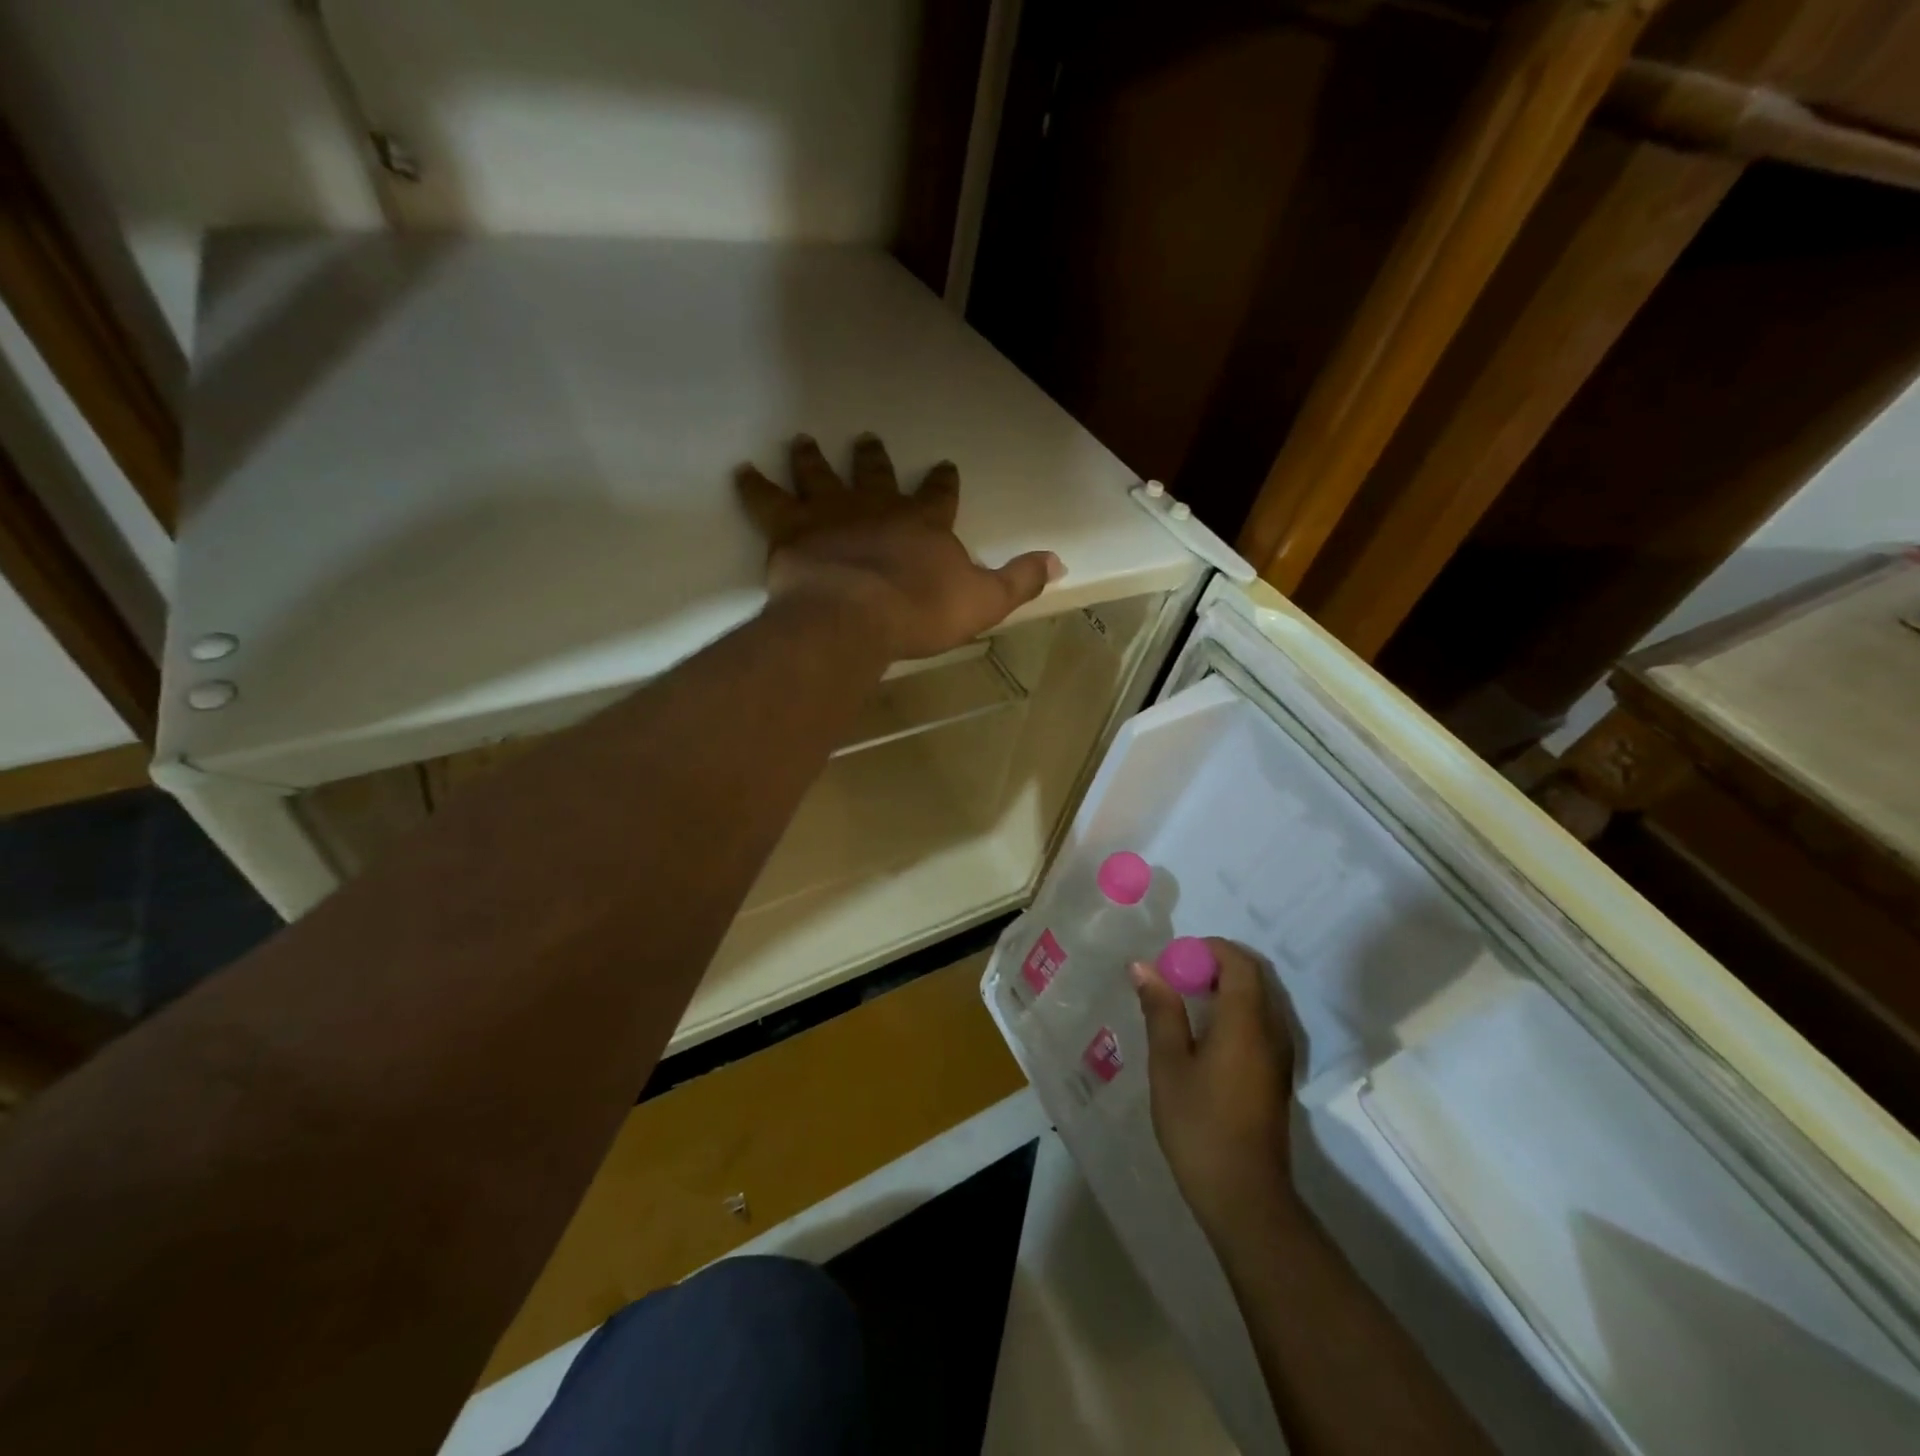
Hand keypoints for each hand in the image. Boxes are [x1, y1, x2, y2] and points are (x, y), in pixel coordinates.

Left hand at [736, 434, 1062, 659]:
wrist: (858, 616)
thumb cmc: (922, 612)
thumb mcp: (984, 601)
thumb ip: (1020, 580)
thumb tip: (1059, 562)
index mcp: (924, 524)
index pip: (939, 495)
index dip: (943, 482)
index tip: (944, 466)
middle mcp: (877, 506)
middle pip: (876, 475)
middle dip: (874, 459)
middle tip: (867, 439)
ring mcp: (832, 513)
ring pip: (821, 475)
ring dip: (812, 458)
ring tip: (801, 440)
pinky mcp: (792, 529)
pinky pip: (767, 500)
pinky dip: (753, 485)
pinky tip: (741, 470)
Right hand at [1134, 940, 1297, 1244]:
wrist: (1244, 1196)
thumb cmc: (1199, 1125)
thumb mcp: (1169, 1064)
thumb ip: (1160, 1010)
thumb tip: (1144, 966)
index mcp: (1247, 1022)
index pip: (1239, 962)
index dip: (1208, 949)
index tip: (1174, 958)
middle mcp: (1272, 1030)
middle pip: (1254, 976)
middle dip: (1216, 964)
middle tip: (1177, 973)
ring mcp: (1280, 1054)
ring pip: (1260, 998)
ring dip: (1226, 986)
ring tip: (1185, 997)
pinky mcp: (1277, 1074)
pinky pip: (1262, 1021)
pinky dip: (1236, 1009)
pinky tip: (1205, 1030)